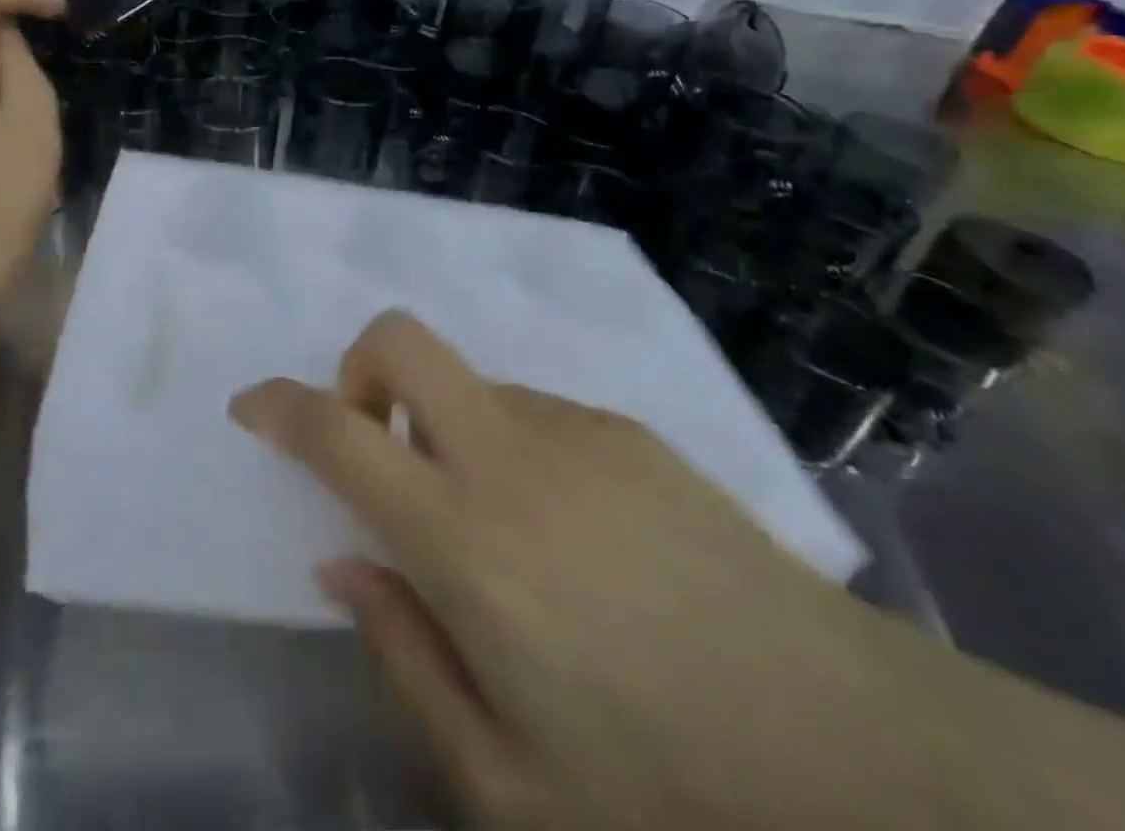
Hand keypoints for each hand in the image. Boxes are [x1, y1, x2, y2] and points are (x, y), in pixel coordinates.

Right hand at [229, 312, 922, 830]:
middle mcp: (511, 457)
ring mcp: (576, 430)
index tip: (251, 407)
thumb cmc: (672, 797)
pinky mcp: (628, 431)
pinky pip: (532, 413)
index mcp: (466, 543)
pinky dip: (510, 451)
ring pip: (469, 387)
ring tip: (500, 537)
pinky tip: (572, 542)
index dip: (279, 406)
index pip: (338, 435)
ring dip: (445, 432)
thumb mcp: (508, 782)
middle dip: (358, 370)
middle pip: (401, 340)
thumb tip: (344, 563)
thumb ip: (403, 654)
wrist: (873, 762)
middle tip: (374, 448)